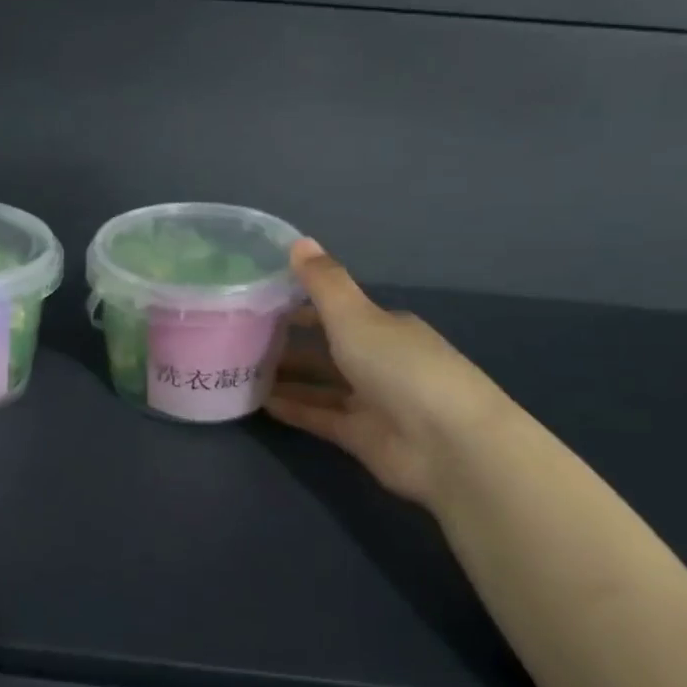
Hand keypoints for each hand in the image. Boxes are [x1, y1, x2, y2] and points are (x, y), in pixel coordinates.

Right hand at [265, 240, 510, 505]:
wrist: (447, 445)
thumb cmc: (400, 367)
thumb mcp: (356, 316)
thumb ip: (323, 283)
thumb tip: (298, 240)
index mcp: (384, 327)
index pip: (337, 311)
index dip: (300, 305)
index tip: (258, 303)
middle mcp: (379, 360)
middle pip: (326, 348)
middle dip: (287, 343)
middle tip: (239, 338)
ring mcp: (370, 401)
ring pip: (319, 384)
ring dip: (285, 378)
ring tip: (239, 370)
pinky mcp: (360, 436)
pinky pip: (319, 417)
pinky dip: (292, 409)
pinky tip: (258, 403)